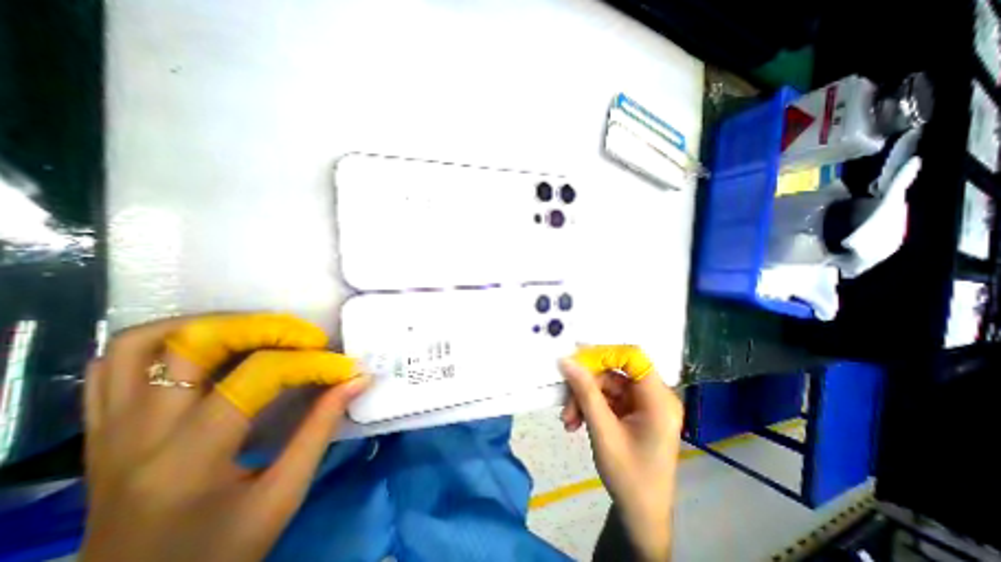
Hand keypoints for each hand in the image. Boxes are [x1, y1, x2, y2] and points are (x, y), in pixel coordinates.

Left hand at [82, 314, 369, 559]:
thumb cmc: (219, 553)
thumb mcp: (283, 495)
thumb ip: (321, 428)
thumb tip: (357, 380)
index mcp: (187, 458)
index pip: (258, 376)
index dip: (311, 363)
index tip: (345, 367)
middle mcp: (137, 434)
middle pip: (194, 343)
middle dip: (265, 328)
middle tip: (306, 337)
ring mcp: (109, 429)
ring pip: (141, 343)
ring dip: (211, 324)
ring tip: (261, 331)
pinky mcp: (104, 430)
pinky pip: (115, 365)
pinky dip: (169, 340)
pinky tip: (212, 346)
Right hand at [561, 354, 683, 559]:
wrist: (641, 515)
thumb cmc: (629, 477)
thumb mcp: (603, 431)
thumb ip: (585, 392)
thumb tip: (566, 361)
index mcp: (658, 399)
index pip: (632, 357)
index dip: (604, 354)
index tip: (576, 362)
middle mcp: (654, 396)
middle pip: (614, 372)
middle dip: (586, 385)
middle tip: (566, 403)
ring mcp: (643, 403)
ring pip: (606, 384)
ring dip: (584, 399)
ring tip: (568, 421)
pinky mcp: (633, 411)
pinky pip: (607, 397)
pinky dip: (590, 406)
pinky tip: (576, 422)